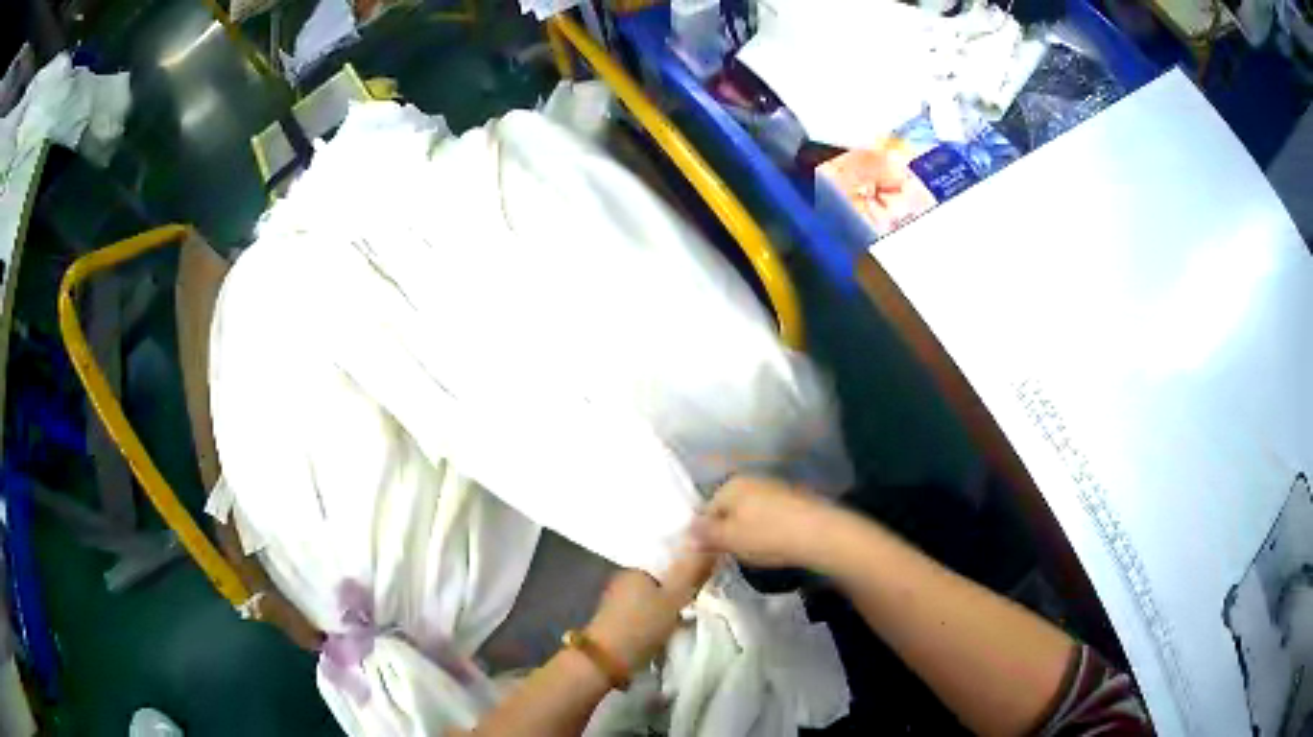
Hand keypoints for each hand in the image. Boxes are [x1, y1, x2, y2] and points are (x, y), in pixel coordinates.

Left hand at [585, 550, 714, 673]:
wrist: (607, 660)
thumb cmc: (641, 625)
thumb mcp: (673, 597)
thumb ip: (689, 569)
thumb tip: (703, 537)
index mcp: (636, 568)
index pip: (669, 556)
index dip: (690, 562)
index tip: (710, 572)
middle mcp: (625, 578)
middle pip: (662, 576)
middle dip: (681, 583)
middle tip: (706, 592)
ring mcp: (619, 599)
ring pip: (654, 593)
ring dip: (671, 600)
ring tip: (694, 608)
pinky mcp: (619, 618)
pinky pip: (647, 608)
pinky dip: (660, 613)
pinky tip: (673, 622)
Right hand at [691, 476, 836, 568]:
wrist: (820, 533)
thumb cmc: (767, 535)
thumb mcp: (730, 540)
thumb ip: (706, 535)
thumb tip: (687, 533)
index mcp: (731, 485)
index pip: (706, 510)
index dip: (705, 535)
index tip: (710, 556)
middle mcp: (751, 481)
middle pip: (728, 510)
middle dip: (726, 533)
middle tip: (729, 556)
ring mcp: (774, 489)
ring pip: (749, 514)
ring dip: (746, 532)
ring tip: (753, 554)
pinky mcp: (793, 501)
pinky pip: (769, 517)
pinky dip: (766, 531)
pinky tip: (773, 546)